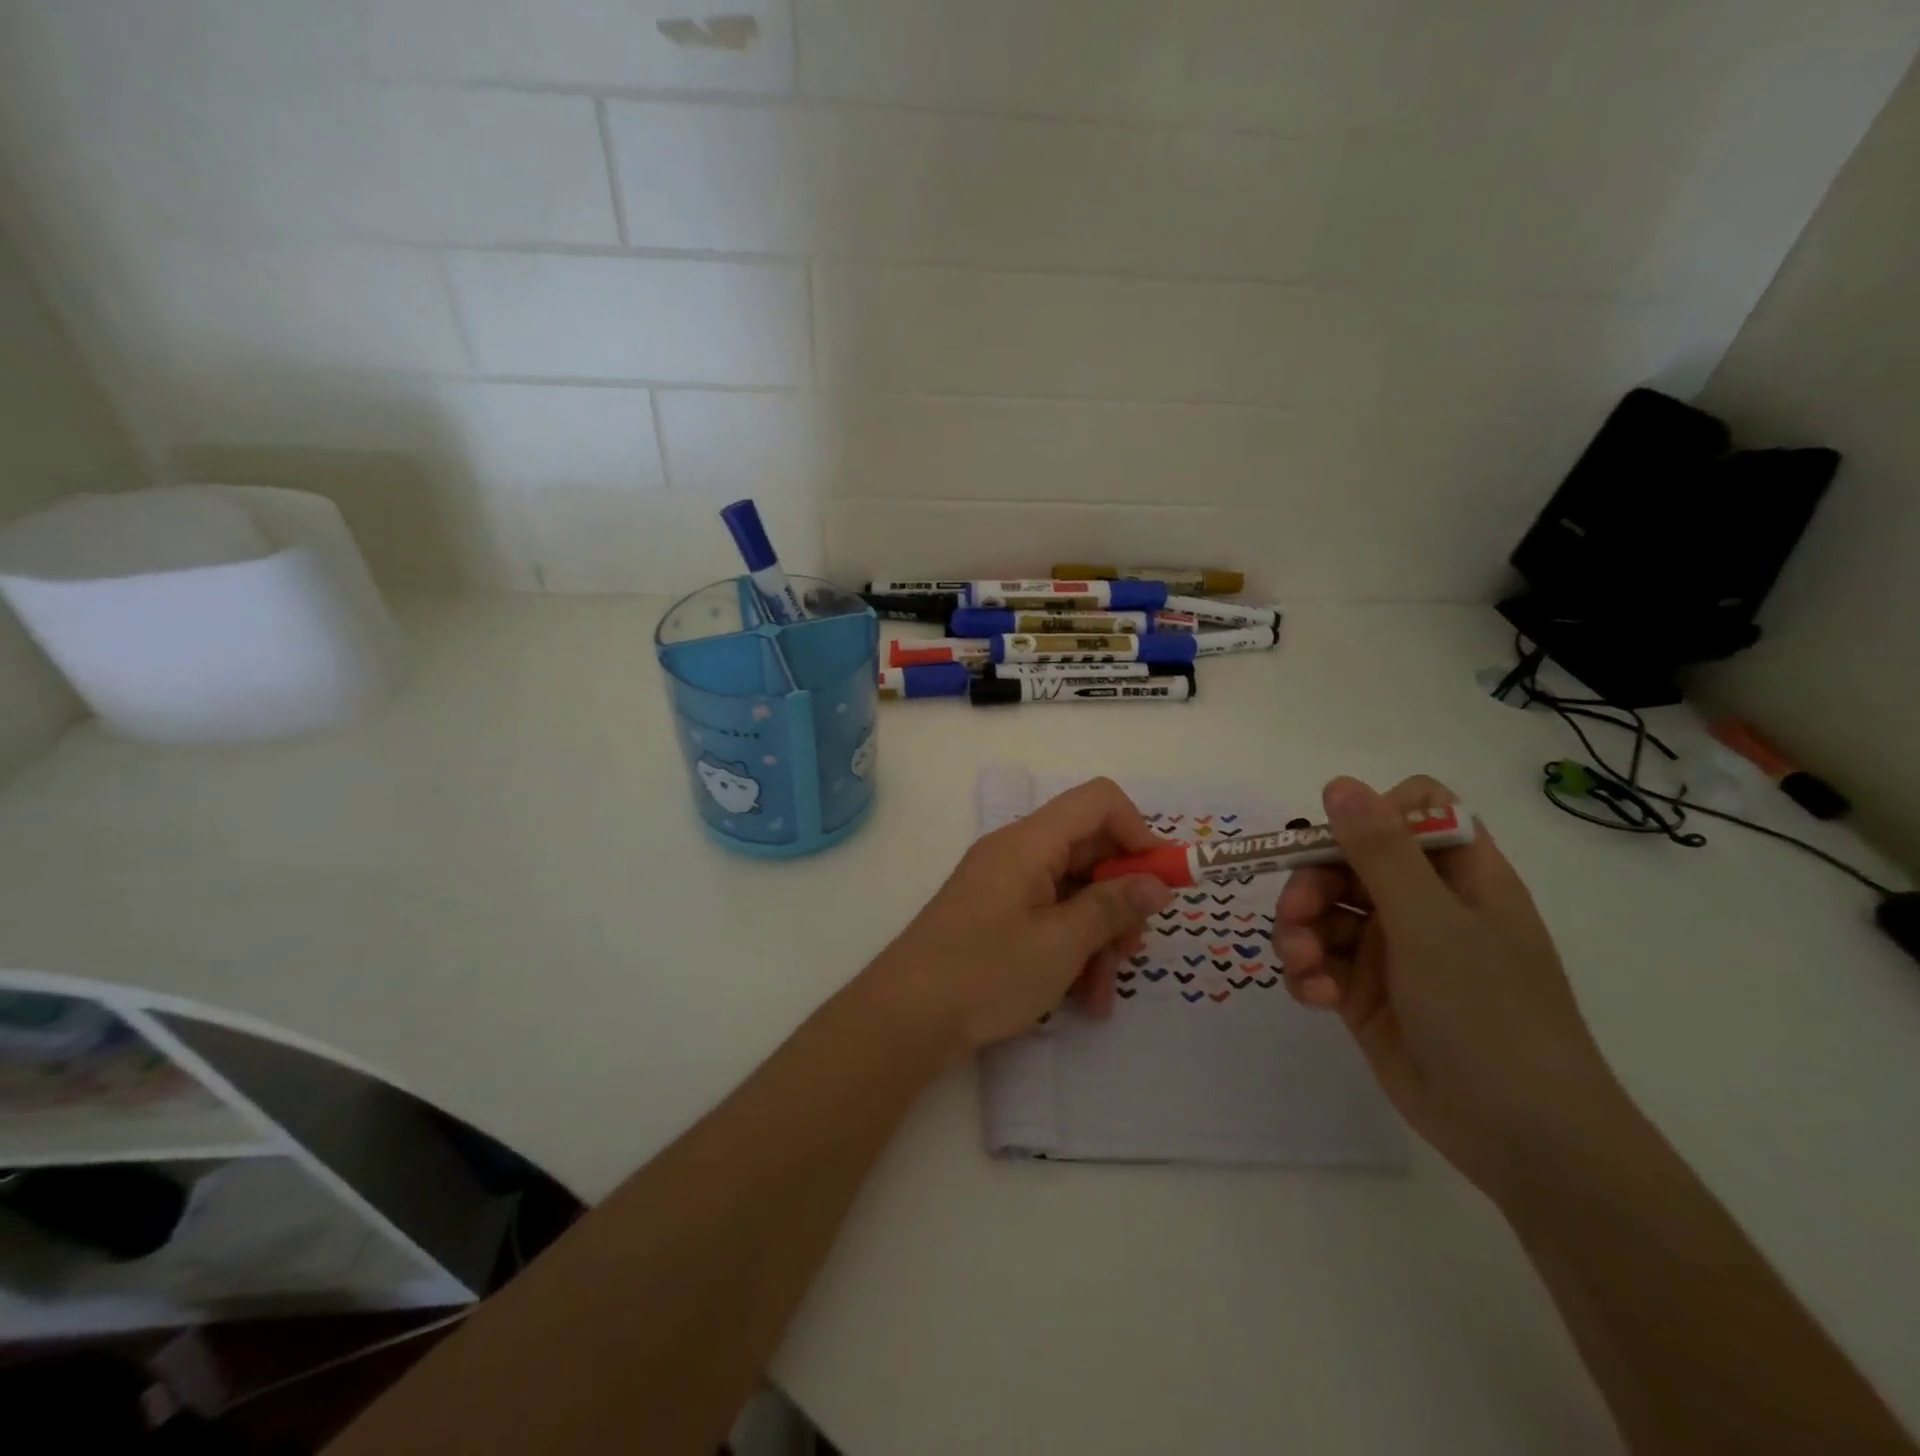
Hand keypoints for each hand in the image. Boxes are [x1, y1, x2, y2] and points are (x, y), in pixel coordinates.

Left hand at [864, 777, 1173, 1056]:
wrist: (905, 1017)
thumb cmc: (986, 973)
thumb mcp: (1061, 944)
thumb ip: (1112, 907)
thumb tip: (1157, 883)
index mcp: (1029, 842)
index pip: (1099, 801)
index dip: (1139, 833)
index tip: (1160, 883)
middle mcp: (1018, 852)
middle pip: (1090, 850)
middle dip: (1121, 899)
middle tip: (1133, 950)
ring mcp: (1006, 885)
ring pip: (1074, 891)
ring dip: (1099, 936)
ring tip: (1103, 992)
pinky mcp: (997, 916)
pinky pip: (1050, 916)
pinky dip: (1072, 949)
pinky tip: (1084, 999)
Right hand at [1276, 775, 1629, 1197]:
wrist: (1519, 1136)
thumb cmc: (1490, 1013)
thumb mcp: (1430, 924)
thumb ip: (1380, 851)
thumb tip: (1338, 783)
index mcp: (1458, 874)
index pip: (1411, 809)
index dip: (1371, 816)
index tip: (1341, 845)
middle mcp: (1422, 903)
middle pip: (1345, 859)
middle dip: (1312, 883)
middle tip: (1297, 915)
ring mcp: (1391, 948)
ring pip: (1322, 910)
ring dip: (1300, 931)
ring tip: (1304, 966)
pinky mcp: (1362, 990)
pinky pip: (1317, 958)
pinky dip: (1307, 971)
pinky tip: (1316, 996)